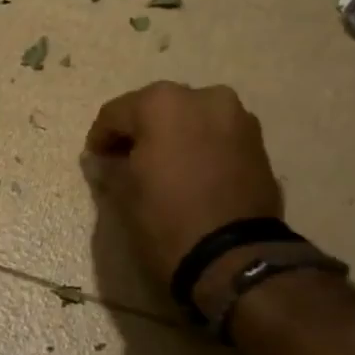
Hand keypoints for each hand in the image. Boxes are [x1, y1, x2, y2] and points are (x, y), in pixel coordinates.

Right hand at [84, 83, 282, 288]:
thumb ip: (110, 168)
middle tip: (126, 161)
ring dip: (173, 137)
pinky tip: (190, 173)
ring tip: (162, 168)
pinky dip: (200, 147)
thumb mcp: (124, 195)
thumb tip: (104, 160)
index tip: (95, 159)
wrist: (234, 257)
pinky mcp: (258, 142)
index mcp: (162, 104)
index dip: (100, 137)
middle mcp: (203, 97)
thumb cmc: (166, 220)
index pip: (115, 114)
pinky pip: (216, 136)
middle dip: (140, 132)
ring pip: (191, 119)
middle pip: (157, 109)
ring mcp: (237, 117)